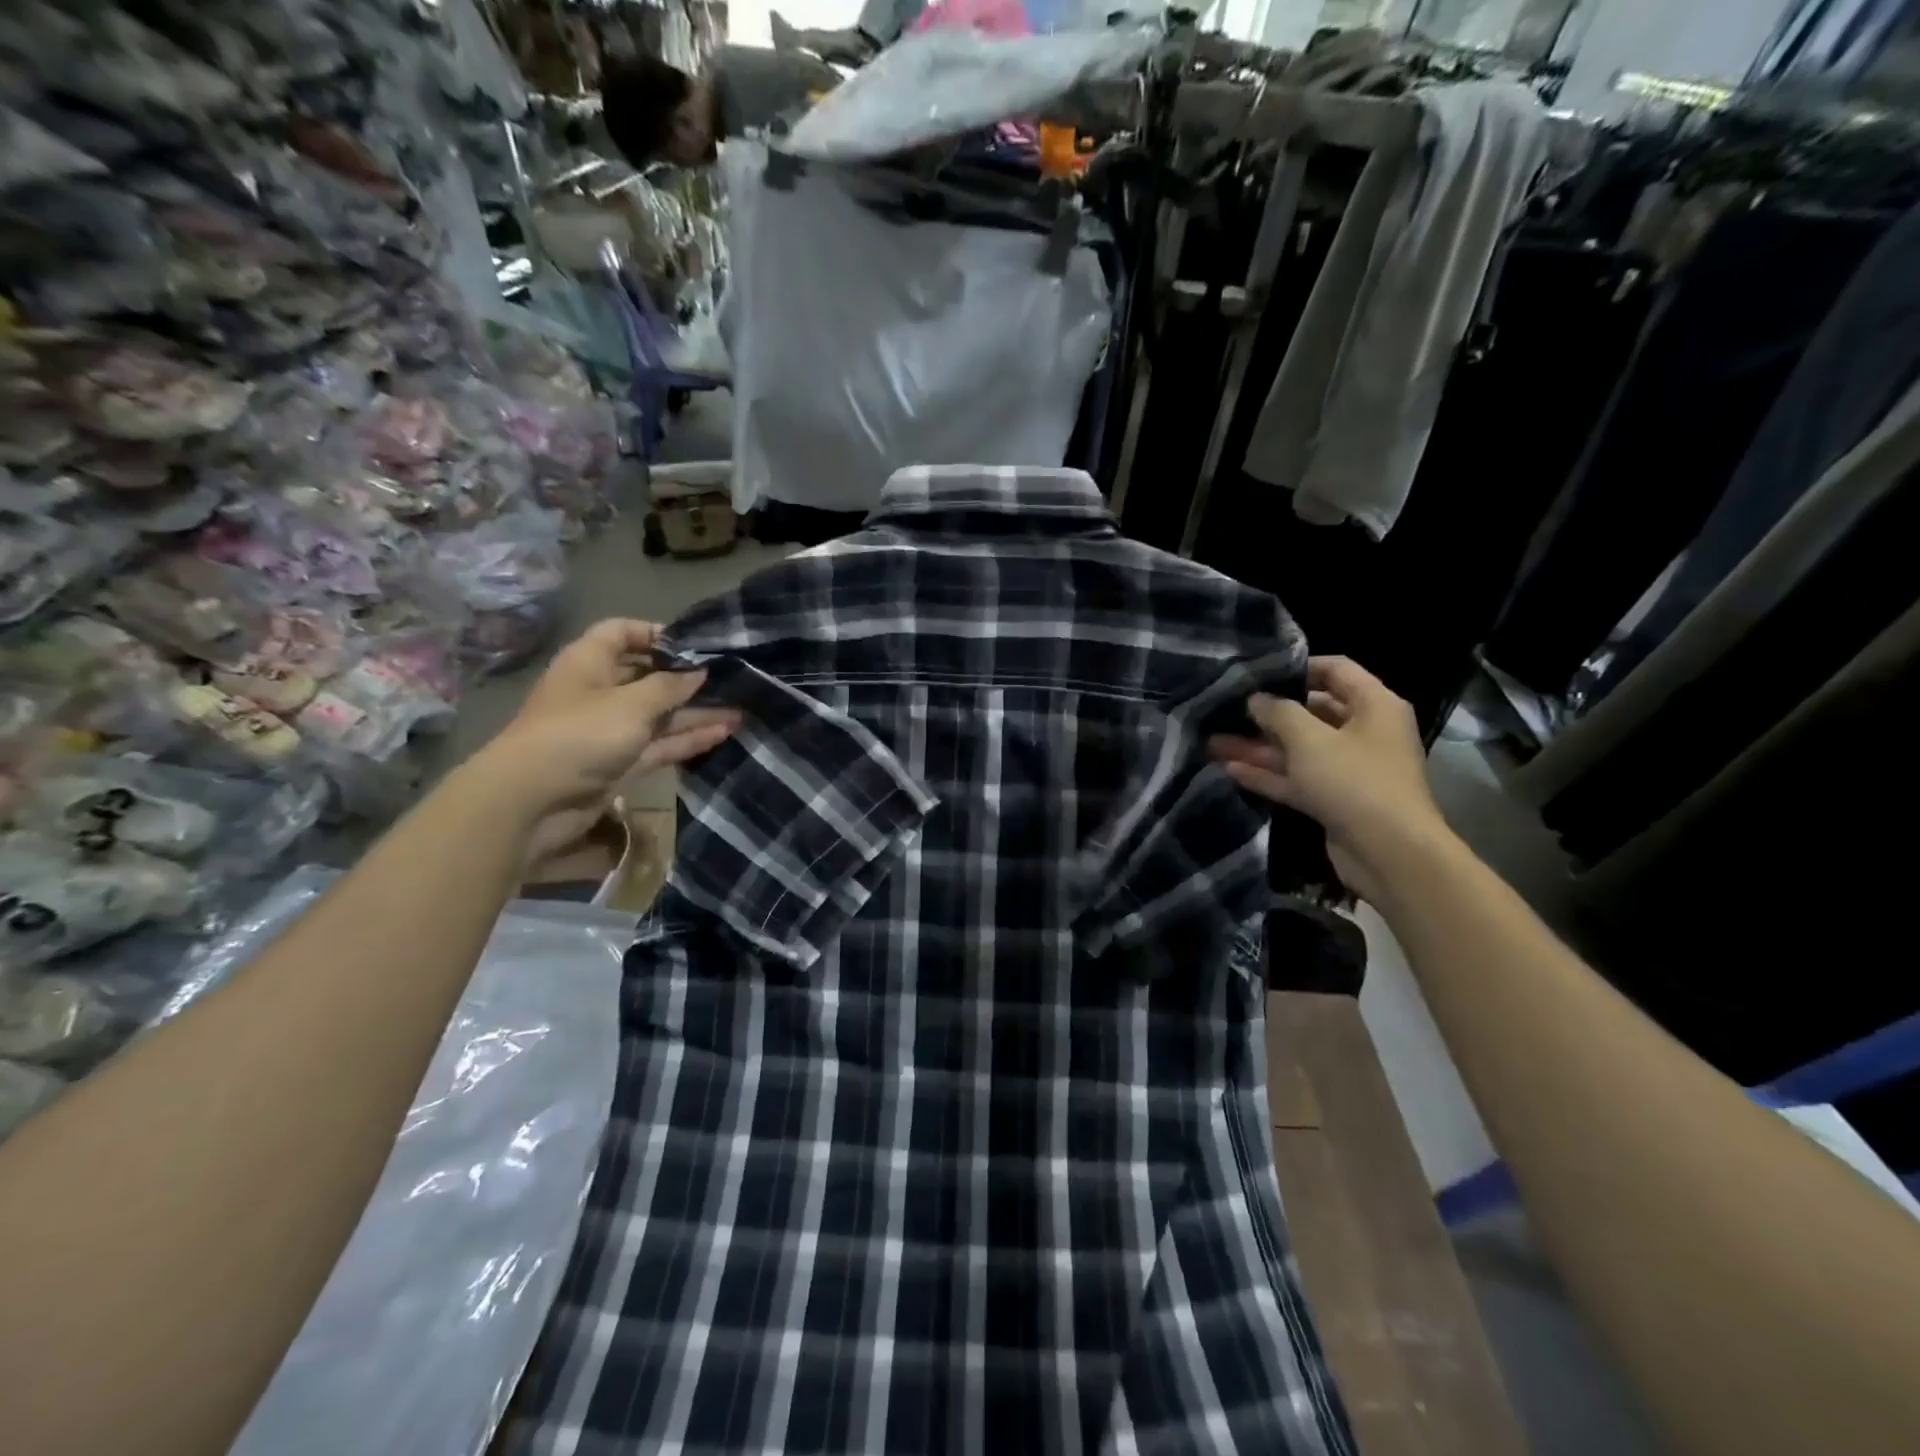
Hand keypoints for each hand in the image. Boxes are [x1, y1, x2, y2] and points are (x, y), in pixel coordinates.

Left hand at [479, 619, 738, 823]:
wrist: (534, 801)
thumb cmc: (581, 734)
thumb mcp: (632, 703)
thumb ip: (670, 686)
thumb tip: (699, 671)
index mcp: (590, 662)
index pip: (622, 633)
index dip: (657, 634)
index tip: (696, 645)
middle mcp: (600, 691)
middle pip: (647, 676)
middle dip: (686, 678)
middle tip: (730, 679)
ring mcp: (610, 729)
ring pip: (659, 715)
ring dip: (695, 712)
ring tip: (740, 710)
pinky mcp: (620, 762)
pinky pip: (659, 744)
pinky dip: (687, 739)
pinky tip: (723, 733)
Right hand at [1208, 656, 1454, 904]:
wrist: (1389, 854)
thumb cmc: (1354, 781)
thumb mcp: (1310, 739)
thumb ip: (1278, 713)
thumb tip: (1256, 699)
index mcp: (1374, 706)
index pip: (1336, 670)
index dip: (1297, 666)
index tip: (1258, 671)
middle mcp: (1364, 732)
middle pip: (1312, 712)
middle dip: (1268, 713)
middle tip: (1227, 708)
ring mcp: (1348, 769)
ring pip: (1298, 750)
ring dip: (1259, 747)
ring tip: (1214, 742)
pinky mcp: (1334, 800)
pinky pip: (1297, 779)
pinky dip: (1268, 774)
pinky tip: (1229, 770)